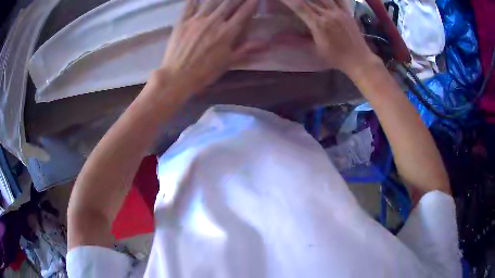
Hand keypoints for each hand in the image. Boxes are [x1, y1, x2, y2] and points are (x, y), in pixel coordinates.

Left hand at [158, 0, 260, 93]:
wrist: (177, 76)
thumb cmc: (205, 72)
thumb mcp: (228, 62)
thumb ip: (246, 49)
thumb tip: (266, 43)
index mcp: (227, 32)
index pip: (243, 13)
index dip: (251, 3)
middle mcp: (214, 21)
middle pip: (229, 3)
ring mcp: (197, 19)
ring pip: (211, 1)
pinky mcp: (183, 21)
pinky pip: (190, 5)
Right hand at [280, 0, 379, 76]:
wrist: (359, 60)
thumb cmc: (336, 58)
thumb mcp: (315, 50)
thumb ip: (299, 40)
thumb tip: (279, 38)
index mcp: (318, 24)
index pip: (299, 6)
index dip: (289, 0)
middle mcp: (328, 14)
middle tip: (293, 0)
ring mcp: (339, 12)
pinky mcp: (347, 12)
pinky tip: (327, 0)